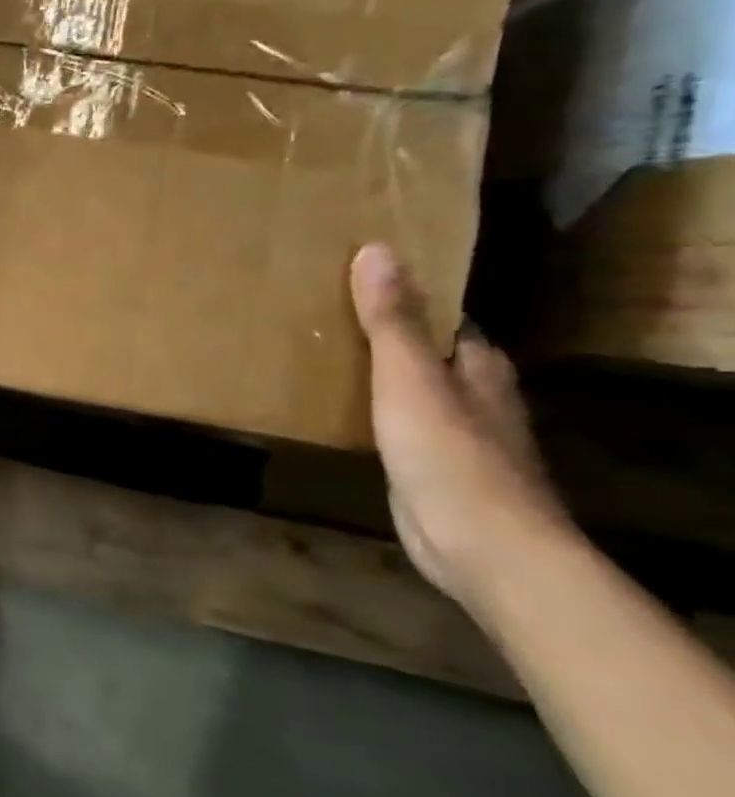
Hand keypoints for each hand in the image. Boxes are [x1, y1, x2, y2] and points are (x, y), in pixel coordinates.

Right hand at [349, 242, 569, 605]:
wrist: (480, 545)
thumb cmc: (449, 454)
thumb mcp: (409, 379)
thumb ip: (392, 321)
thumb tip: (376, 250)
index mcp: (477, 366)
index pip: (443, 316)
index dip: (406, 293)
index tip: (355, 275)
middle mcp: (472, 394)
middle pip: (424, 350)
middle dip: (382, 330)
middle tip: (321, 307)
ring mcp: (452, 433)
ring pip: (407, 386)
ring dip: (371, 370)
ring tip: (315, 348)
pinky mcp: (428, 465)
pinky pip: (392, 421)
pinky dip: (367, 407)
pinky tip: (334, 405)